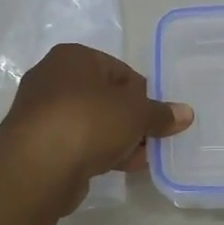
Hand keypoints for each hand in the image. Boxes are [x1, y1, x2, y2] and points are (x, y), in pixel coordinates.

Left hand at [0, 44, 193, 209]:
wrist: (37, 166)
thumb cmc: (89, 121)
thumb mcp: (136, 114)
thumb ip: (161, 113)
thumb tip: (186, 113)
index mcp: (73, 57)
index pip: (119, 70)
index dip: (142, 94)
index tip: (156, 117)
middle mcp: (52, 78)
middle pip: (104, 98)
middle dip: (130, 120)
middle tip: (151, 139)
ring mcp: (41, 113)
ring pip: (90, 123)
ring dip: (116, 139)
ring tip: (140, 158)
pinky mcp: (37, 144)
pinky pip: (76, 143)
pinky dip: (96, 152)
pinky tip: (118, 167)